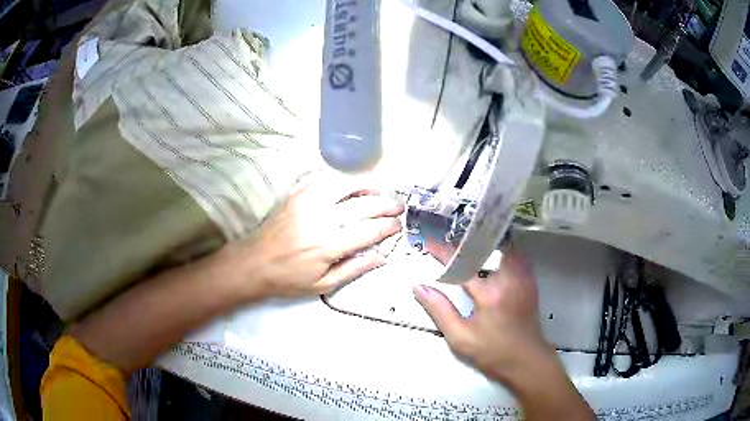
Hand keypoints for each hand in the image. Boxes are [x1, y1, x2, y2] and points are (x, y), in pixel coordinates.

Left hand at [230, 174, 404, 298]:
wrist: (253, 263)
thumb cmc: (288, 279)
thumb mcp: (323, 285)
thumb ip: (354, 269)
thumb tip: (382, 256)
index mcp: (329, 245)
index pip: (368, 230)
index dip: (387, 226)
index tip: (398, 225)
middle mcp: (321, 218)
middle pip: (362, 205)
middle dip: (385, 204)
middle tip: (398, 206)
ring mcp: (308, 202)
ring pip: (345, 185)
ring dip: (366, 186)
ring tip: (379, 191)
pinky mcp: (297, 195)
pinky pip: (324, 179)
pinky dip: (342, 180)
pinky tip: (350, 185)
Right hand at [412, 246, 550, 381]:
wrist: (527, 361)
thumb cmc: (492, 352)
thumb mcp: (460, 337)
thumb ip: (439, 310)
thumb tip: (419, 287)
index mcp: (490, 294)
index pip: (463, 266)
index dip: (444, 253)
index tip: (429, 244)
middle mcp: (509, 279)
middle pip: (488, 249)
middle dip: (467, 244)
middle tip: (452, 245)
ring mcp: (523, 278)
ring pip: (504, 249)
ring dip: (486, 247)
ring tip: (469, 249)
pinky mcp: (530, 281)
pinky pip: (516, 257)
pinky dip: (502, 253)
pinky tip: (492, 262)